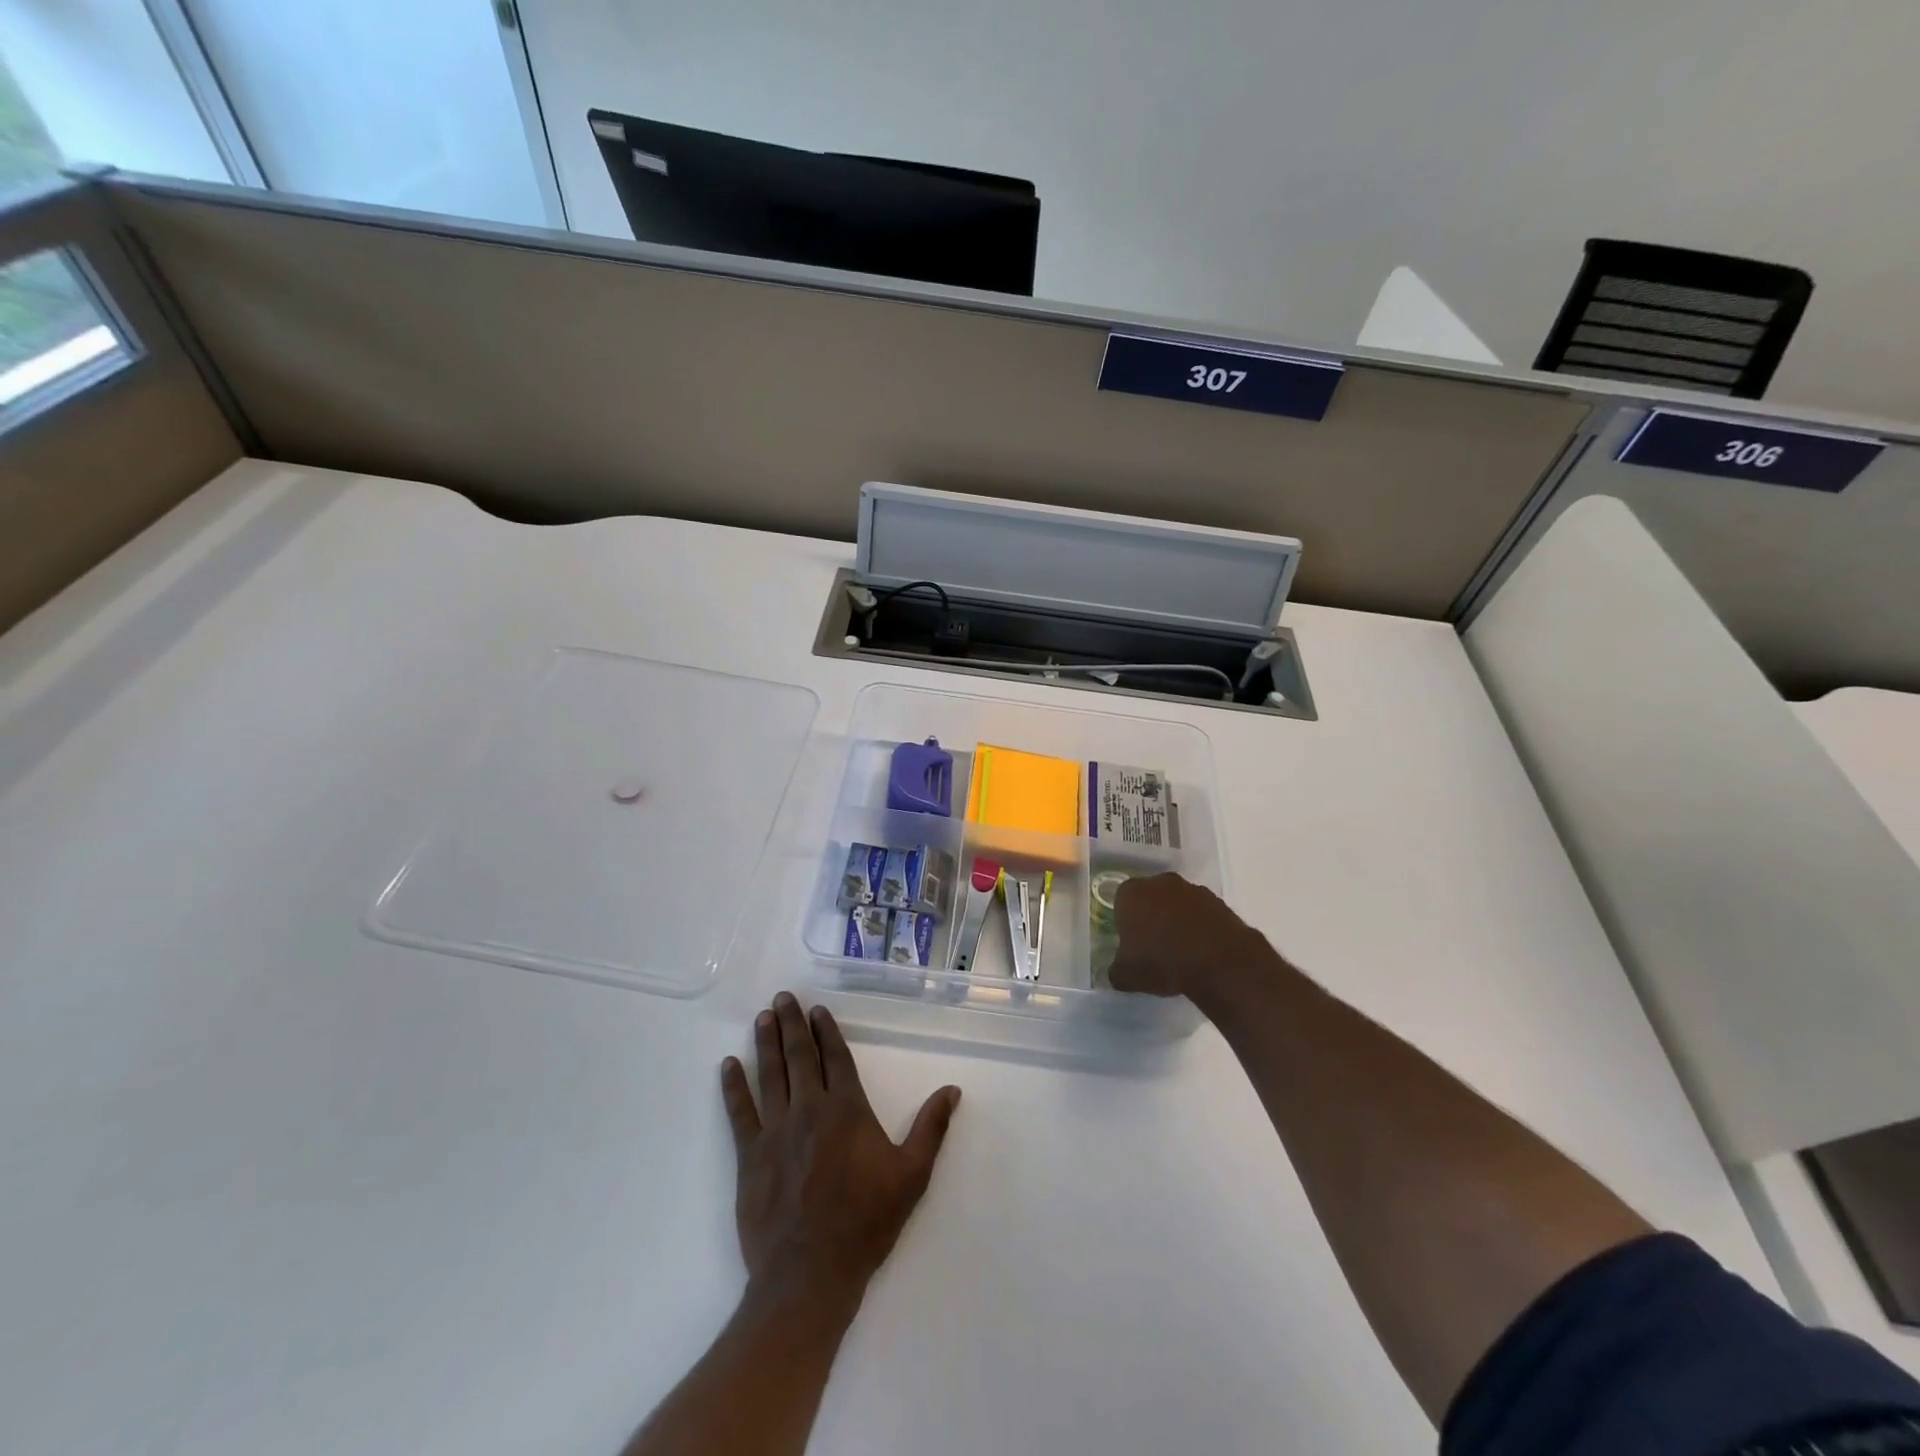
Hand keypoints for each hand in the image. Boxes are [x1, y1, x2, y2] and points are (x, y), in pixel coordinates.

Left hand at [720, 994, 961, 1312]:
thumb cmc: (866, 1222)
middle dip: (791, 1024)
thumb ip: (931, 1128)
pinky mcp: (750, 1156)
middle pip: (800, 1057)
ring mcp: (776, 1131)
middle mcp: (810, 1109)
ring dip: (766, 1043)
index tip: (816, 1009)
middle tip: (782, 998)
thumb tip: (953, 1089)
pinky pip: (739, 1112)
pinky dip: (733, 1087)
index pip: (836, 1058)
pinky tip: (728, 1065)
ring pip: (770, 1075)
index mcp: (847, 1110)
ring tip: (762, 1017)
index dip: (826, 1031)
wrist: (811, 1275)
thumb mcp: (912, 1175)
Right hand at [1108, 873, 1280, 1004]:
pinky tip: (1202, 951)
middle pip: (1150, 898)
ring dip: (1177, 920)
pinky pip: (1201, 913)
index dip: (1125, 923)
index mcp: (1131, 893)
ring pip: (1177, 904)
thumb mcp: (1128, 976)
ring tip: (1181, 952)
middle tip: (1154, 947)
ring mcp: (1192, 889)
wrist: (1220, 963)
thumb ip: (1117, 971)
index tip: (1131, 944)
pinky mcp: (1218, 902)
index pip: (1120, 903)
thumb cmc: (1163, 962)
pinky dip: (1199, 927)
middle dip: (1151, 917)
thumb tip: (1118, 972)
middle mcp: (1160, 883)